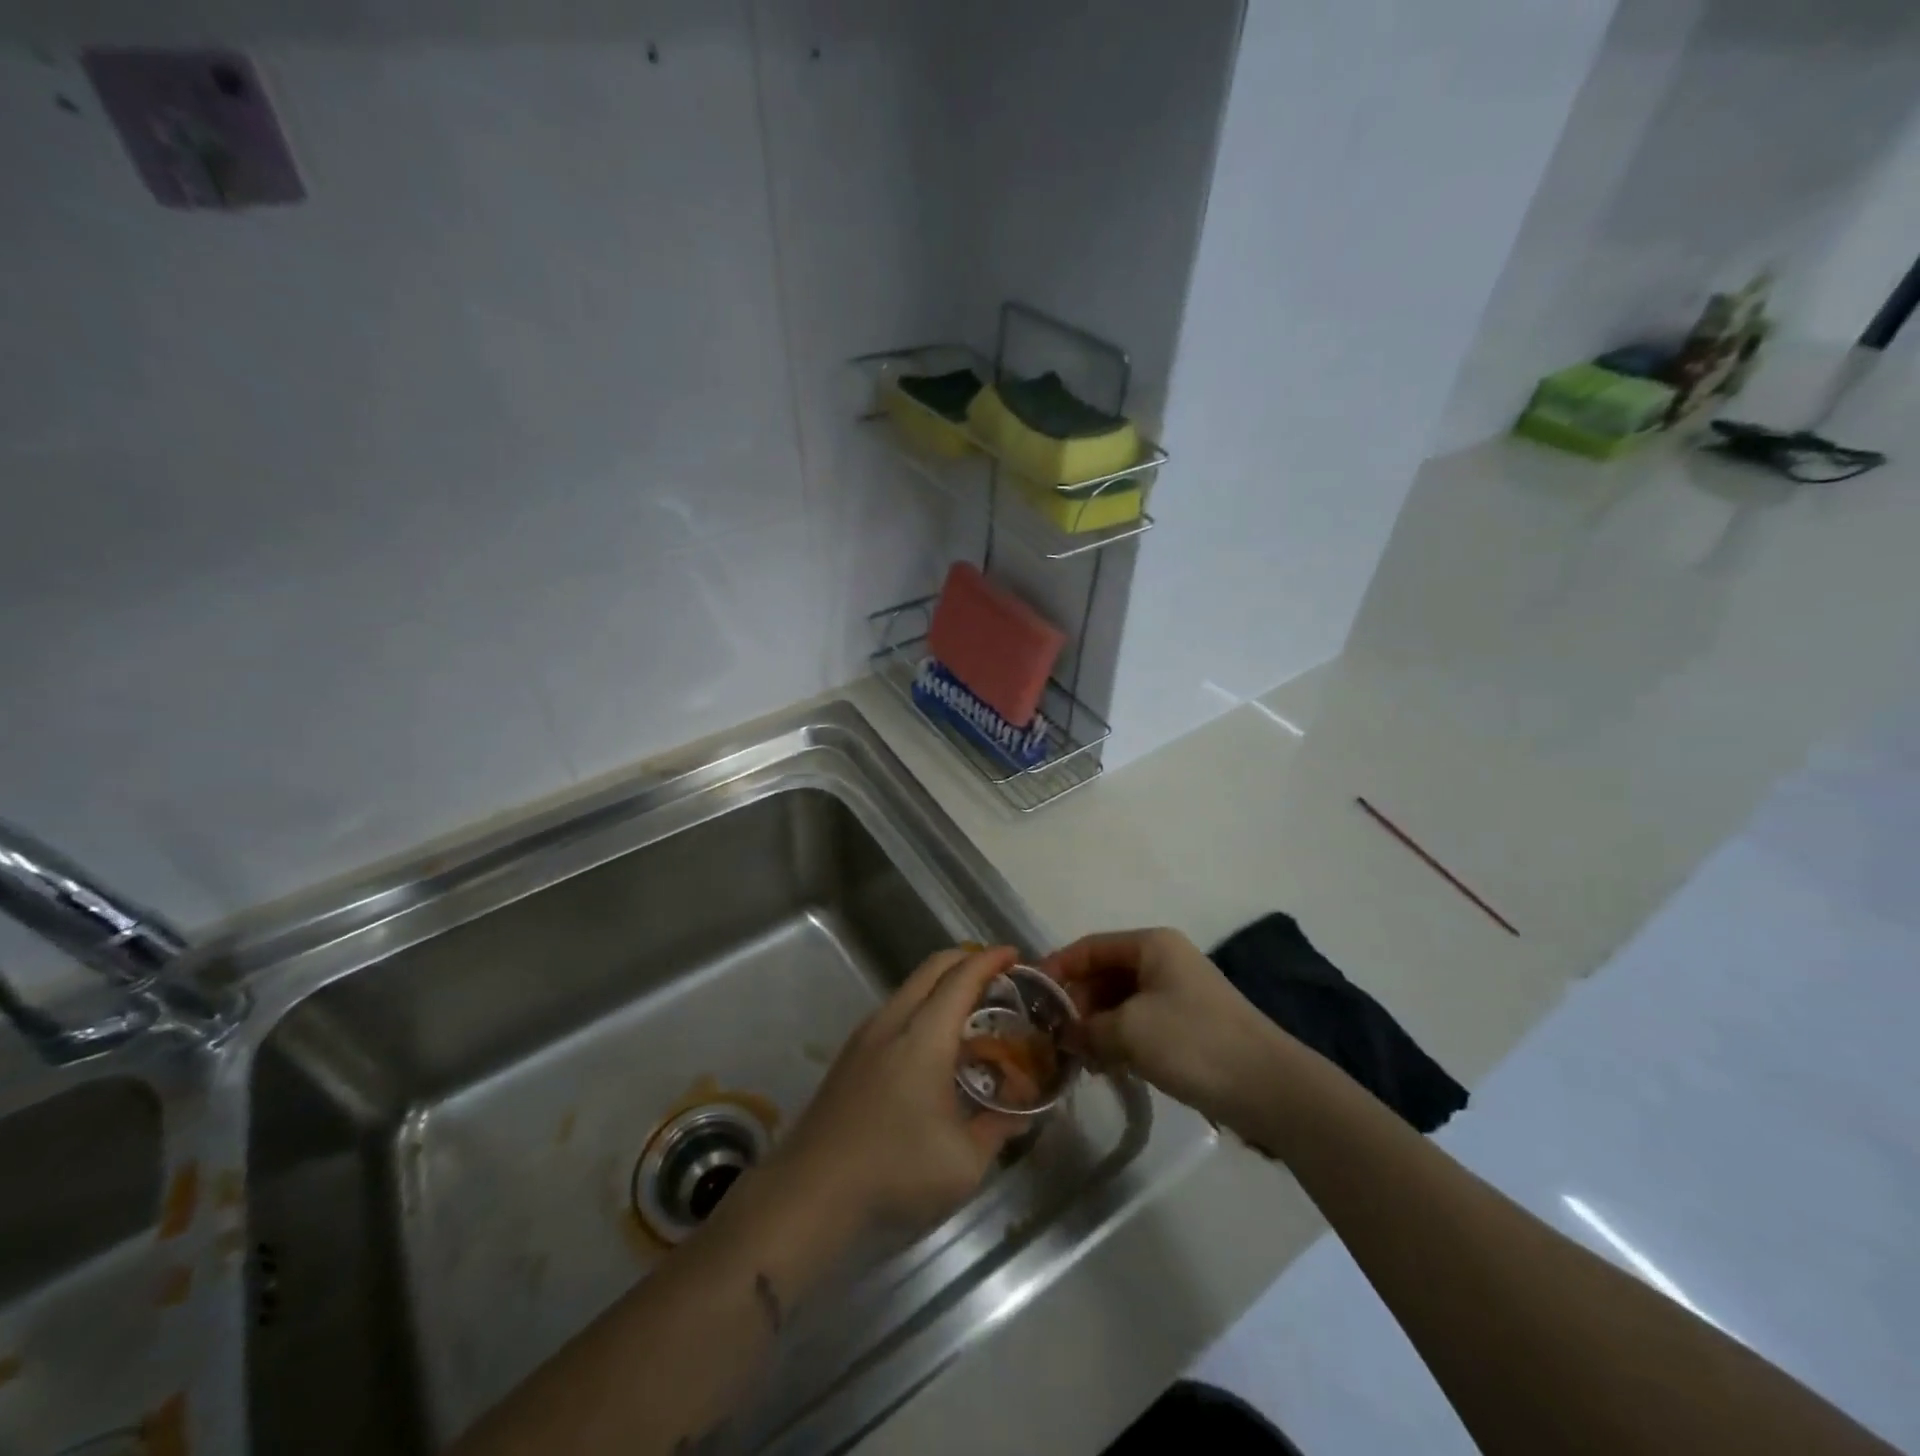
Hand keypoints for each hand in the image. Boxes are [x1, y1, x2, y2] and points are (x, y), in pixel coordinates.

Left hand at [780, 946, 1027, 1229]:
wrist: (810, 1191)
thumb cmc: (895, 1171)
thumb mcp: (964, 1162)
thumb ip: (998, 1129)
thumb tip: (1021, 1114)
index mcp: (924, 1035)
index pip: (961, 978)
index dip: (990, 960)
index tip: (1014, 954)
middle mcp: (892, 1020)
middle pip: (932, 968)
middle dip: (967, 960)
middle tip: (998, 975)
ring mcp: (865, 1035)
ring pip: (910, 987)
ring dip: (942, 984)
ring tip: (970, 1009)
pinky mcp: (850, 1054)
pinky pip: (895, 1009)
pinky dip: (922, 1005)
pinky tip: (932, 1042)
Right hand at [1045, 927, 1296, 1127]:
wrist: (1271, 1088)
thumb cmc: (1194, 1042)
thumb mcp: (1129, 1031)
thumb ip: (1087, 1028)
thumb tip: (1064, 1035)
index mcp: (1151, 945)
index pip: (1089, 947)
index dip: (1057, 968)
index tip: (1029, 995)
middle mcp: (1164, 960)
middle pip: (1104, 973)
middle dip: (1076, 1002)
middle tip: (1050, 1034)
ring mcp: (1178, 993)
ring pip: (1120, 1001)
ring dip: (1095, 1025)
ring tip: (1074, 1055)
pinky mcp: (1188, 1025)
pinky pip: (1139, 1023)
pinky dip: (1118, 1038)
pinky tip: (1103, 1065)